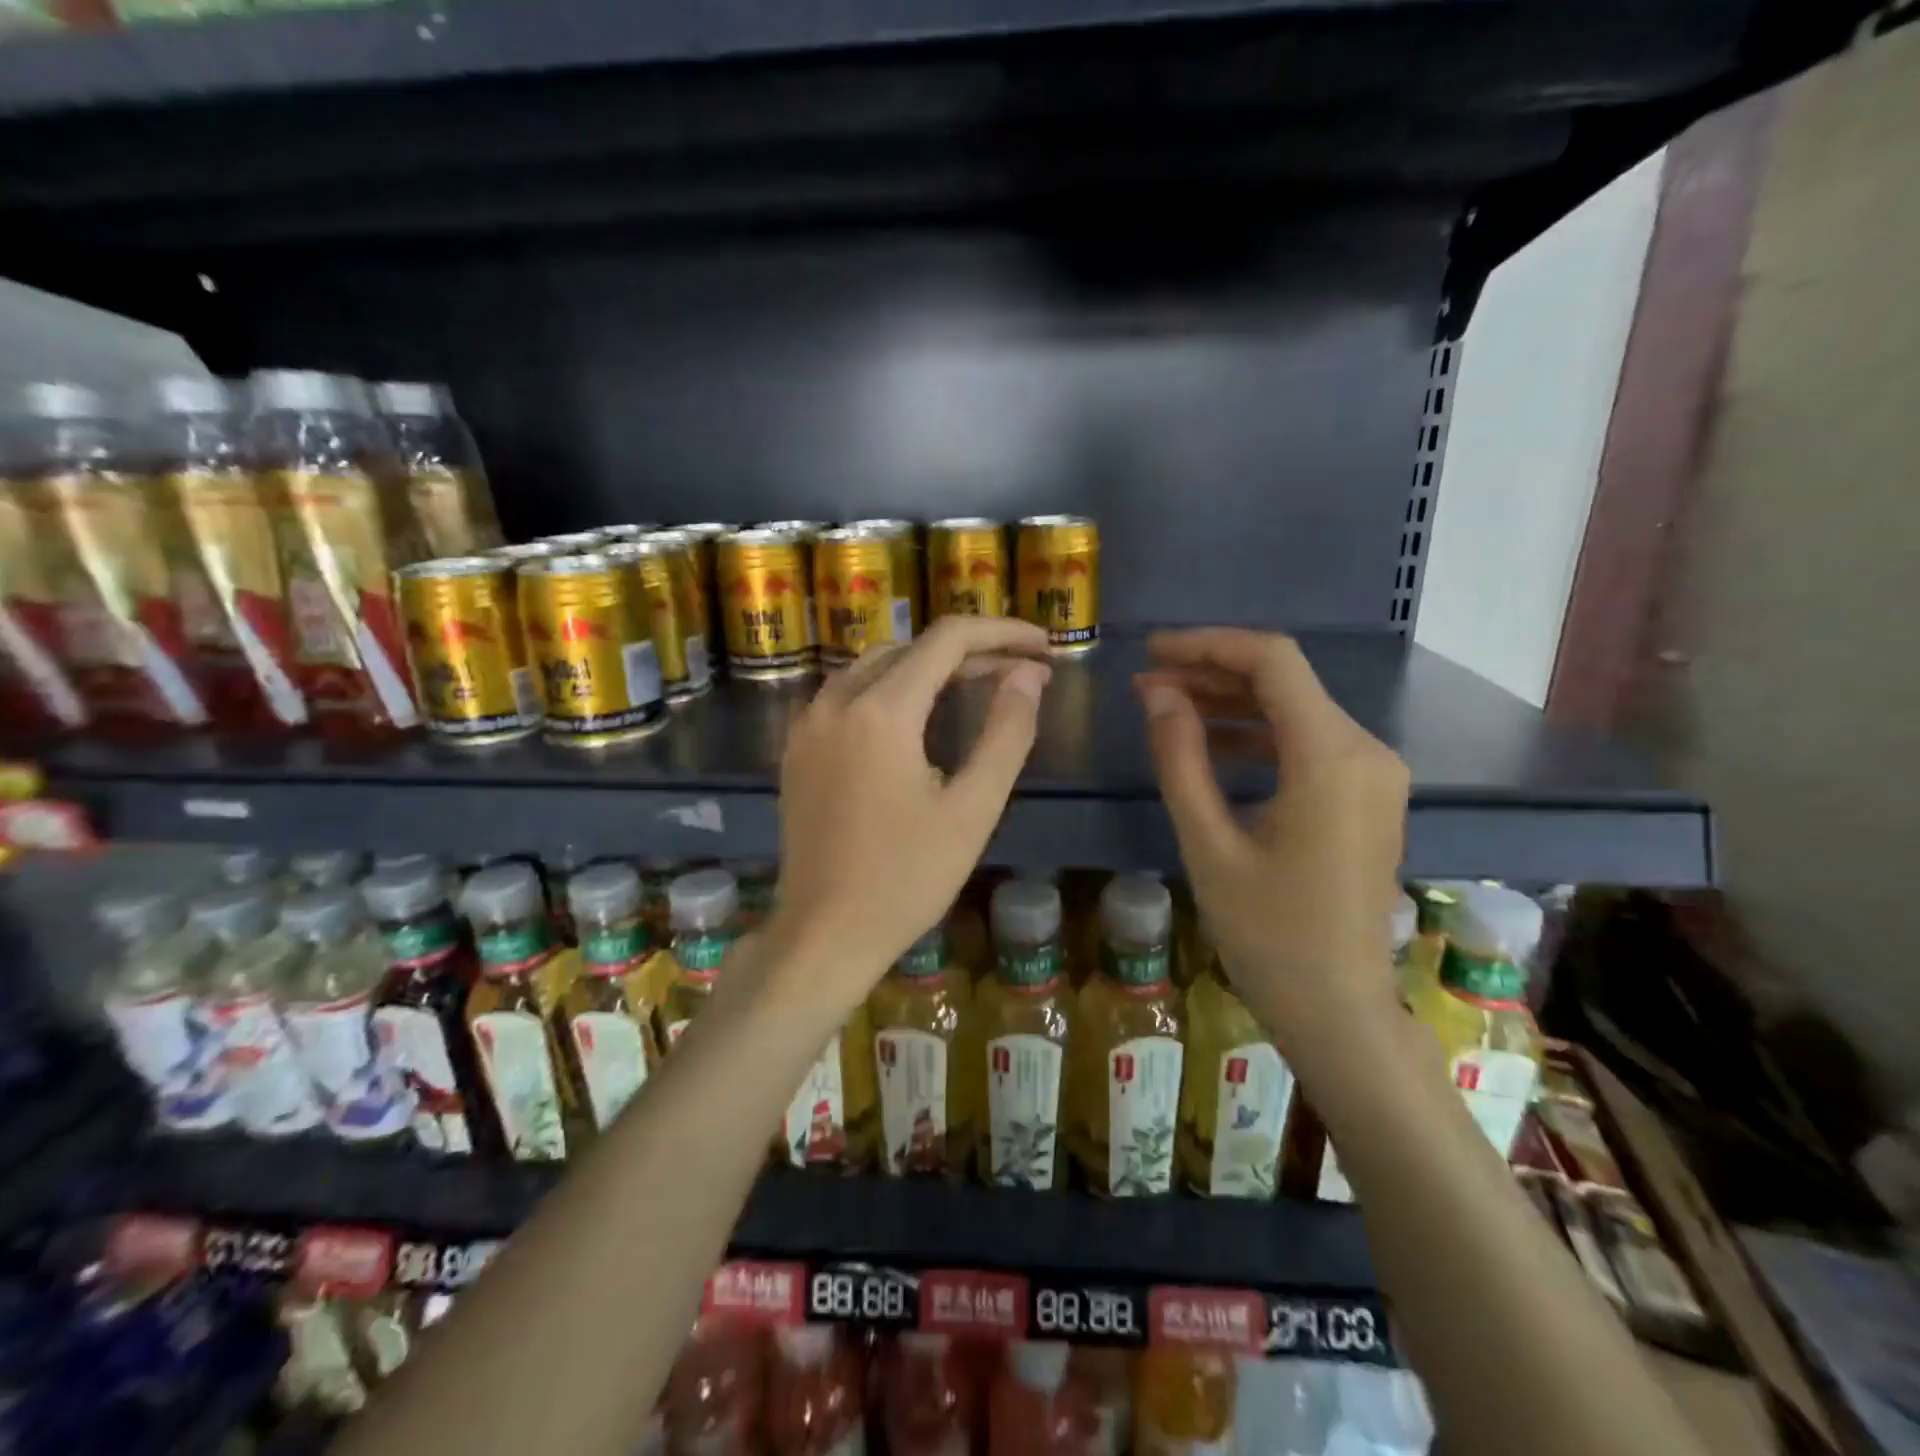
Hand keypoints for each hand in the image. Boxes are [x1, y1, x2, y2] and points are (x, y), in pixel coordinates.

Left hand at [767, 617, 1052, 1007]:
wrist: (824, 933)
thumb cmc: (907, 878)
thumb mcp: (973, 808)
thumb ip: (1007, 732)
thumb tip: (1028, 674)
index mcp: (881, 711)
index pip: (948, 640)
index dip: (1002, 633)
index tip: (1044, 648)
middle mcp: (836, 701)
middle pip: (911, 649)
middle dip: (970, 652)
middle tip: (1020, 674)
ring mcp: (809, 724)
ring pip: (875, 666)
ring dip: (928, 667)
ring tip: (978, 685)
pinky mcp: (797, 749)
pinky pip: (848, 694)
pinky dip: (891, 688)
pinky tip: (918, 716)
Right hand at [1134, 628, 1409, 1052]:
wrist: (1339, 1010)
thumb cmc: (1269, 934)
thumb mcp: (1209, 843)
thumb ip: (1180, 759)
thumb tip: (1157, 693)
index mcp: (1332, 757)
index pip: (1272, 662)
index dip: (1207, 645)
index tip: (1151, 652)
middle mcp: (1366, 750)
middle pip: (1284, 681)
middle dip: (1211, 673)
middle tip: (1146, 684)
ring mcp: (1372, 773)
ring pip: (1294, 710)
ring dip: (1230, 703)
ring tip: (1165, 708)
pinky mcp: (1365, 795)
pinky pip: (1306, 743)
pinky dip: (1256, 735)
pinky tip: (1209, 744)